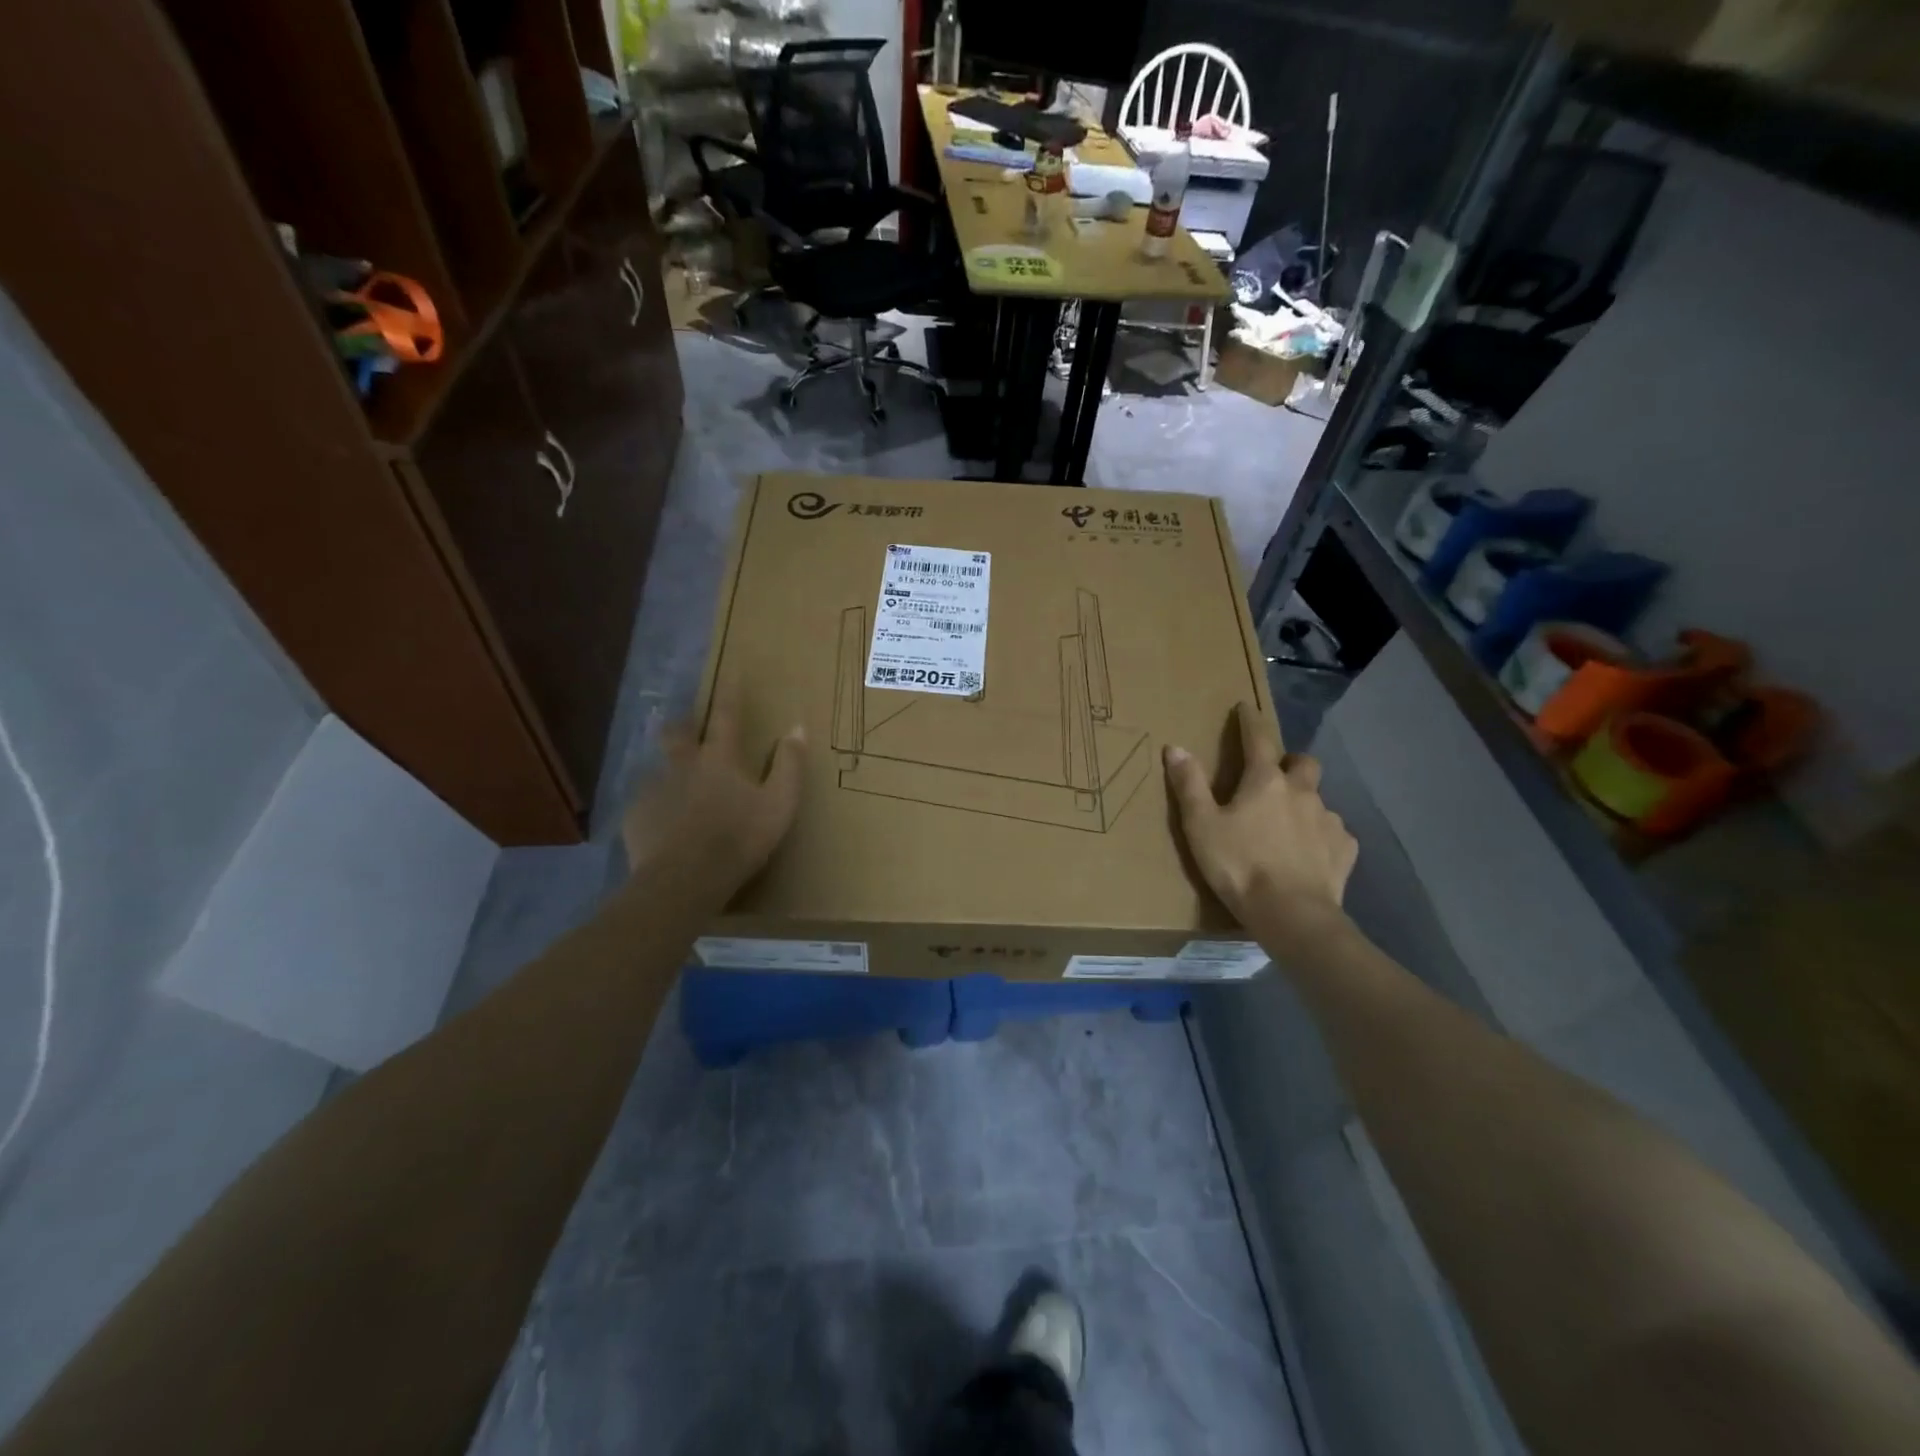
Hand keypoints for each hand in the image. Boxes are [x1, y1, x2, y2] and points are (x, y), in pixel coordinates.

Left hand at [621, 692, 805, 893]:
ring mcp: (654, 789)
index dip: (731, 693)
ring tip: (677, 791)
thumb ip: (790, 765)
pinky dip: (657, 808)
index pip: (727, 716)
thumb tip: (797, 727)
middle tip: (687, 728)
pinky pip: (646, 804)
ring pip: (660, 769)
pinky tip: (664, 827)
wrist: (684, 880)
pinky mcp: (635, 816)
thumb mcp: (780, 804)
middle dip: (683, 724)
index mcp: (719, 759)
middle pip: (677, 733)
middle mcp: (682, 765)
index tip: (732, 671)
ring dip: (669, 772)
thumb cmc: (739, 839)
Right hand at [1164, 702, 1357, 954]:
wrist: (1291, 914)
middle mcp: (1302, 792)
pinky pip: (1335, 833)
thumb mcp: (1200, 825)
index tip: (1246, 707)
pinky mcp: (1344, 850)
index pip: (1257, 739)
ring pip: (1318, 799)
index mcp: (1265, 781)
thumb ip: (1189, 784)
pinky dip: (1321, 835)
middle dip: (1290, 761)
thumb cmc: (1239, 865)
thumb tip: (1175, 747)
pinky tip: (1310, 853)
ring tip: (1288, 825)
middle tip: (1274, 775)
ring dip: (1304, 803)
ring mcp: (1328, 820)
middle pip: (1303, 763)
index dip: (1250, 721)